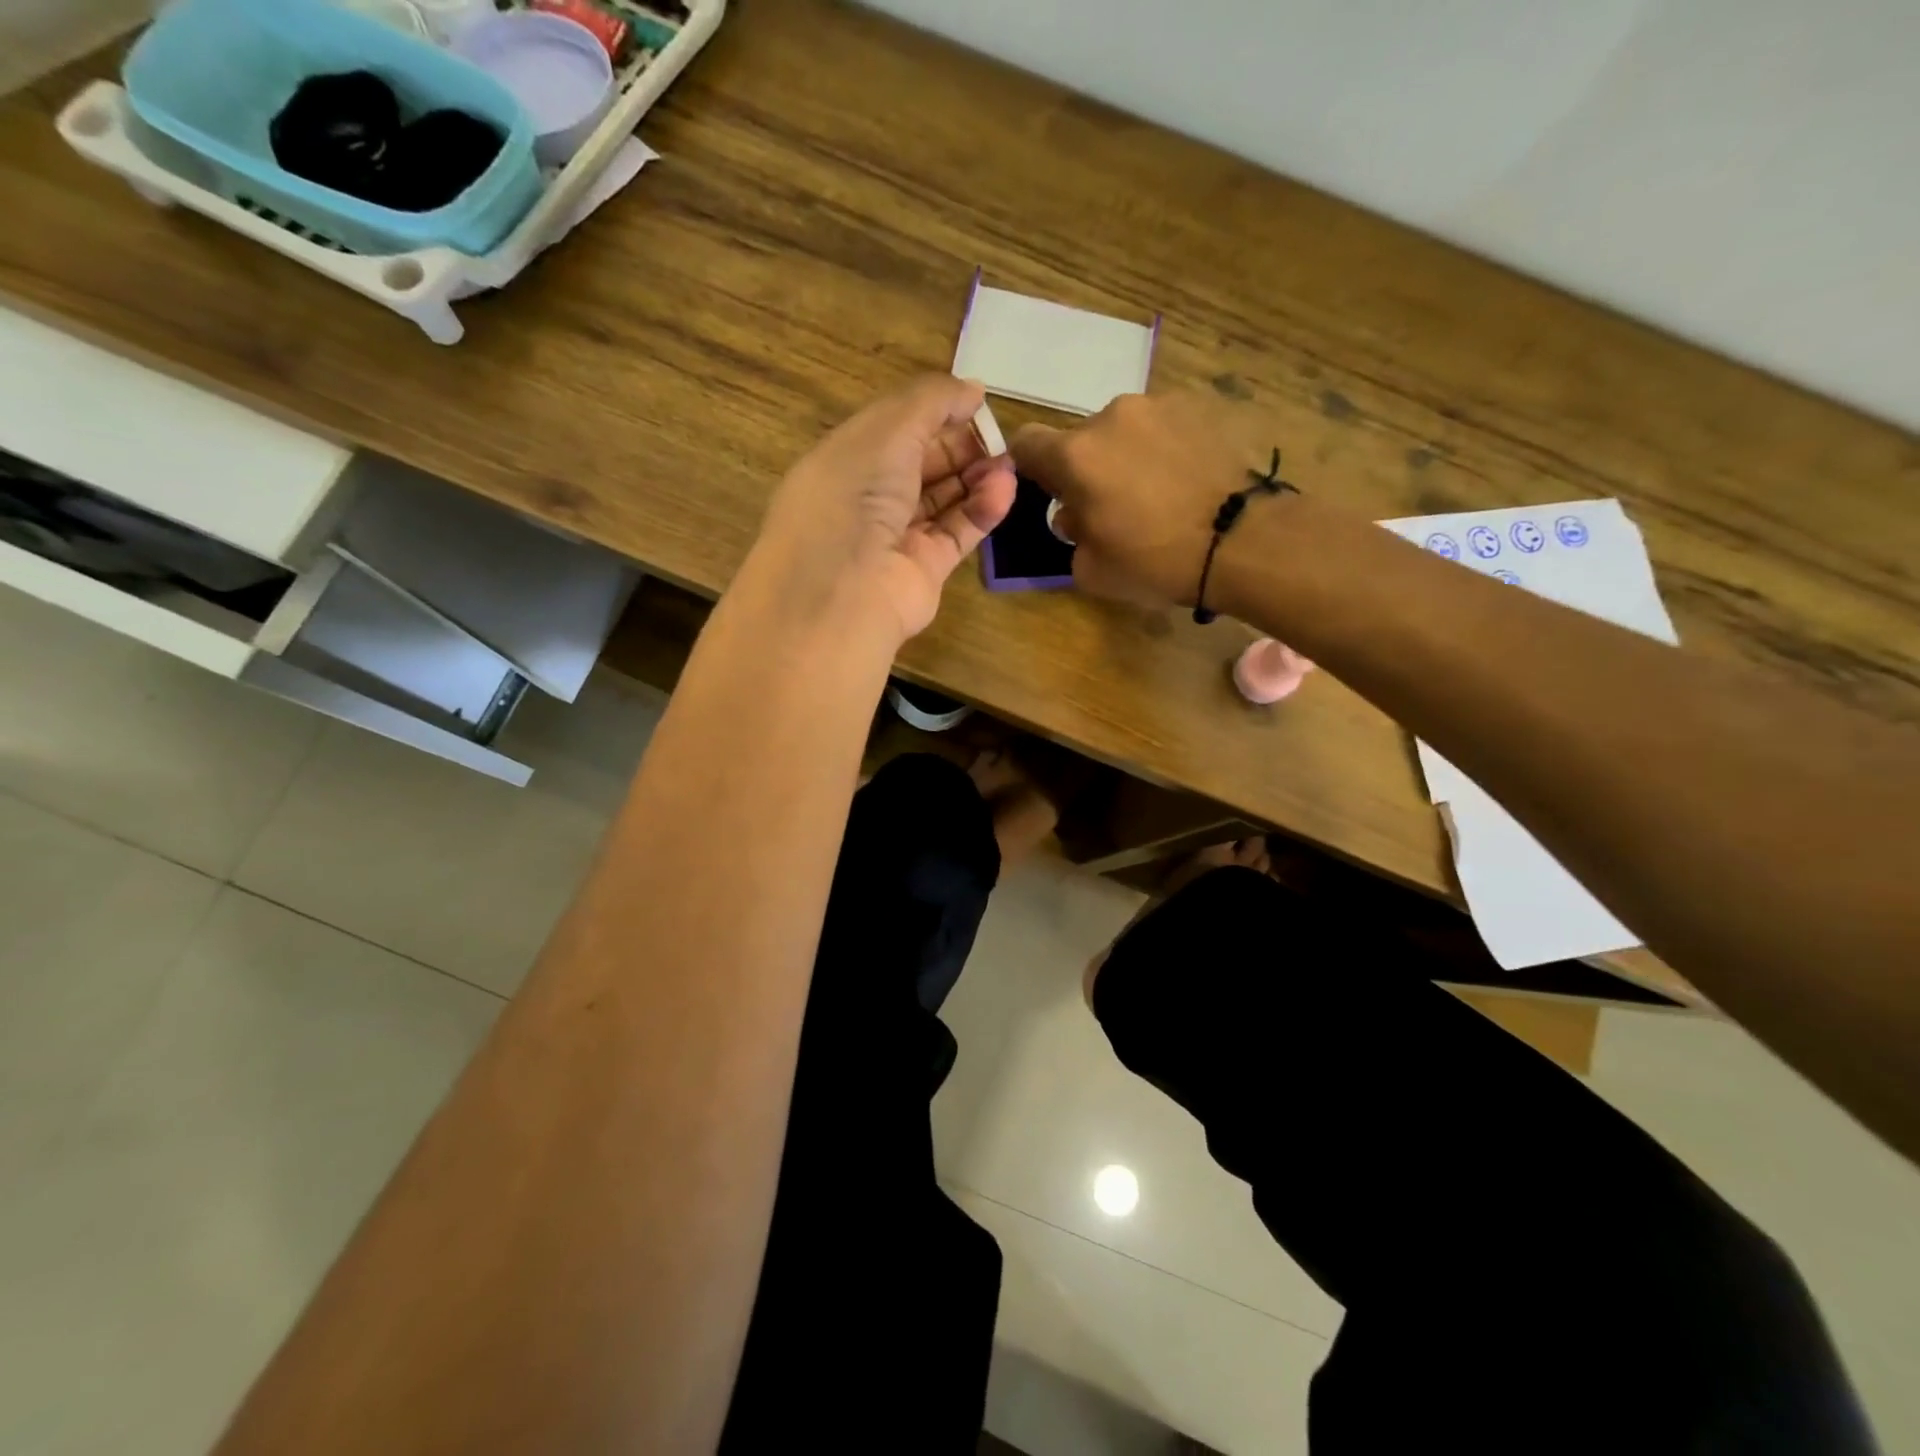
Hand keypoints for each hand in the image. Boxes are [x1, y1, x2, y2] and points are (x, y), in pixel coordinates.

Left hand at [750, 375, 1016, 642]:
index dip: (935, 414)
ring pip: (943, 499)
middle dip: (962, 447)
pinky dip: (981, 511)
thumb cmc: (854, 495)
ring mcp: (895, 537)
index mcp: (846, 459)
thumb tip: (974, 390)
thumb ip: (932, 401)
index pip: (896, 429)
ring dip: (977, 477)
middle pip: (923, 464)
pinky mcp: (923, 569)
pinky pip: (956, 532)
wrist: (843, 589)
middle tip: (998, 440)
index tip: (975, 405)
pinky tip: (1005, 491)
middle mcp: (868, 498)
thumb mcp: (887, 428)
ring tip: (1008, 465)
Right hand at [1011, 392, 1272, 607]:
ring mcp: (1160, 405)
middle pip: (1081, 439)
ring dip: (1127, 455)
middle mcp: (1112, 417)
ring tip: (1158, 493)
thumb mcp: (1092, 571)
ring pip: (1124, 430)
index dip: (1031, 467)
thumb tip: (1075, 514)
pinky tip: (1186, 481)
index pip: (1027, 442)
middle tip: (1111, 506)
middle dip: (1088, 468)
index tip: (1051, 492)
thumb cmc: (1156, 562)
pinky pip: (1164, 427)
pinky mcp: (1200, 407)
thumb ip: (1071, 535)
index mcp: (1076, 456)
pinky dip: (1165, 449)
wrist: (1242, 541)